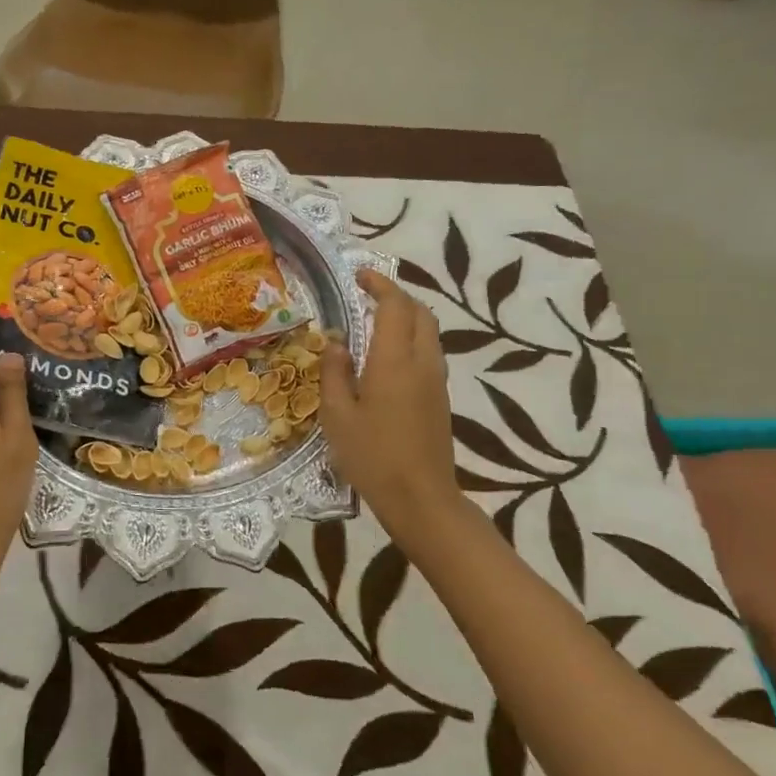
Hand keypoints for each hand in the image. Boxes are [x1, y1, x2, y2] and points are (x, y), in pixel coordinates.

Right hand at [320, 270, 463, 554]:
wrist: (421, 498)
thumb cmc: (372, 456)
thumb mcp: (337, 415)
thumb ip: (335, 372)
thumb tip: (336, 342)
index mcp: (395, 360)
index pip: (395, 306)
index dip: (379, 285)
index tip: (359, 276)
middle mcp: (422, 362)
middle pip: (420, 313)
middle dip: (396, 297)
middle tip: (367, 296)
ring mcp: (436, 380)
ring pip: (429, 332)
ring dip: (406, 318)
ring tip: (374, 322)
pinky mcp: (440, 398)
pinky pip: (429, 353)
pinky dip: (411, 339)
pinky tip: (386, 357)